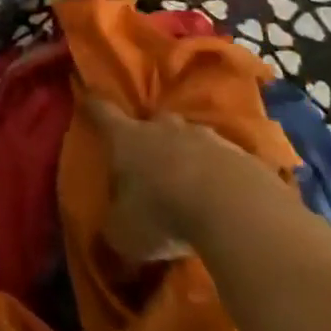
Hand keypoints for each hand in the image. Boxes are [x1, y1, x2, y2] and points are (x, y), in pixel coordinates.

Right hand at [84, 100, 292, 261]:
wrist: (236, 209)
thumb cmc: (162, 213)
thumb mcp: (124, 233)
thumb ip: (113, 230)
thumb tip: (108, 236)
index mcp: (126, 138)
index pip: (103, 113)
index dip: (94, 105)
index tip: (88, 94)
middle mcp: (163, 128)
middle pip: (152, 121)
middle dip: (149, 135)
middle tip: (148, 155)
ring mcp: (206, 137)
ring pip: (190, 139)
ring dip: (187, 154)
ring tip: (189, 180)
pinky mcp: (242, 155)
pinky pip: (223, 161)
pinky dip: (219, 174)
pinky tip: (222, 197)